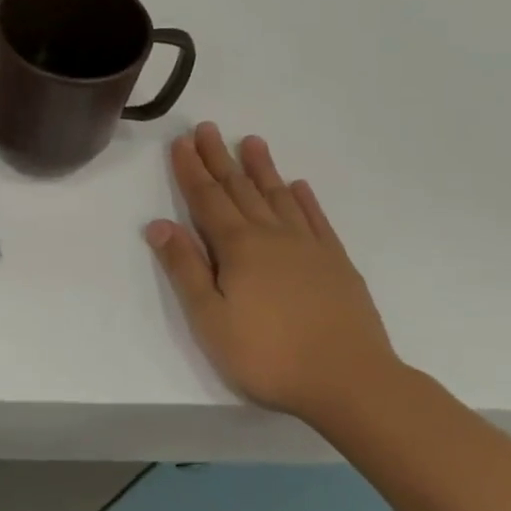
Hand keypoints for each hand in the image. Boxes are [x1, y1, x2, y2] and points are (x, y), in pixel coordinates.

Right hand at [145, 124, 399, 423]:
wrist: (351, 382)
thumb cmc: (267, 354)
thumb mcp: (209, 318)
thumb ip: (184, 268)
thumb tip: (159, 224)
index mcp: (238, 247)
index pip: (207, 199)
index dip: (191, 170)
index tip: (180, 142)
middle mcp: (272, 236)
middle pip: (239, 188)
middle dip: (219, 158)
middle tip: (207, 128)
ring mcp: (309, 247)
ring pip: (278, 196)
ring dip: (261, 168)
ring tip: (251, 141)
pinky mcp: (337, 264)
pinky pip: (316, 220)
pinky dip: (305, 200)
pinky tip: (298, 187)